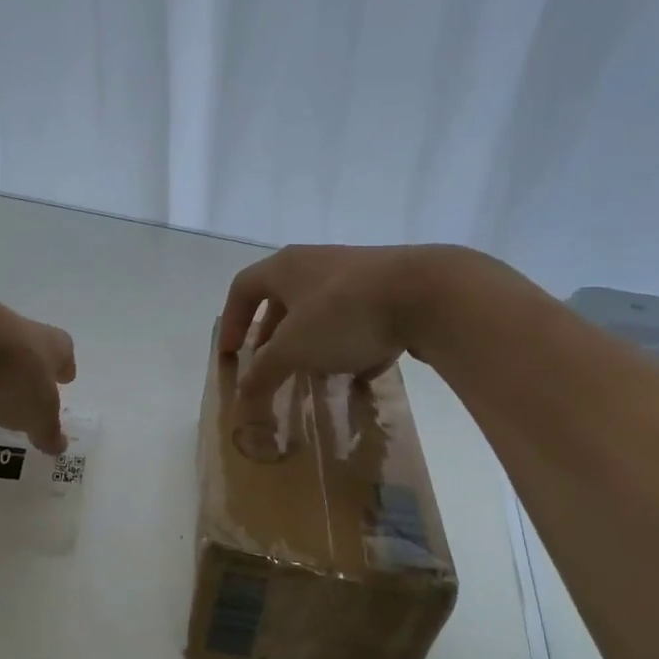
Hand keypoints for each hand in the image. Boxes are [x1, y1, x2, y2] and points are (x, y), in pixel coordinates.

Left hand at [0, 292, 75, 454]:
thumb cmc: (9, 374)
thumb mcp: (37, 412)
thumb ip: (47, 430)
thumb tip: (58, 445)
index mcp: (41, 341)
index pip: (61, 348)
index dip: (63, 365)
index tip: (65, 378)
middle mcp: (6, 327)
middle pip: (18, 346)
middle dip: (20, 370)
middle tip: (22, 391)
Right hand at [217, 245, 470, 400]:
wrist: (428, 293)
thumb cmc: (342, 314)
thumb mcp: (293, 349)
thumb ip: (264, 372)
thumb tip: (243, 395)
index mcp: (286, 267)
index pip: (243, 288)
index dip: (231, 322)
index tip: (230, 355)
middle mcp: (317, 263)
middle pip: (283, 299)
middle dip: (273, 336)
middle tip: (269, 366)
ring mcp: (357, 274)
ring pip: (322, 310)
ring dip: (312, 343)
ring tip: (313, 374)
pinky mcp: (391, 290)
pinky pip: (359, 319)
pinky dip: (352, 345)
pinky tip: (361, 373)